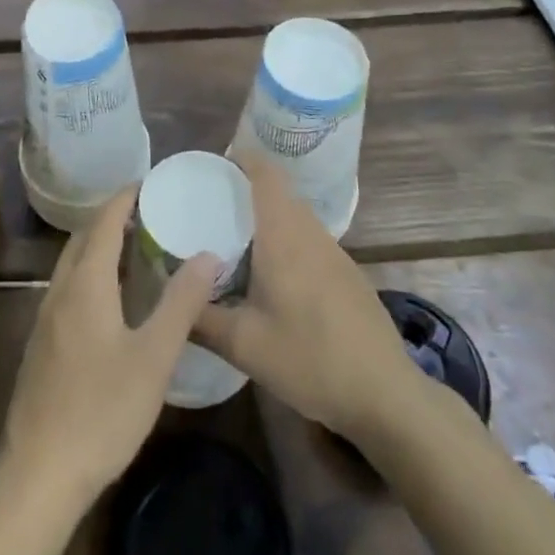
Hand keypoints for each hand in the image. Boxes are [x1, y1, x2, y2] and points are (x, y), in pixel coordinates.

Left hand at [0, 186, 220, 506]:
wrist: (39, 471)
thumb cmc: (101, 410)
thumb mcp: (153, 358)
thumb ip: (181, 304)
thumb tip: (208, 255)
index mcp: (85, 283)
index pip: (104, 222)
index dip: (125, 197)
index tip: (151, 183)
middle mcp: (60, 289)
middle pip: (84, 237)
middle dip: (113, 217)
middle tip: (151, 212)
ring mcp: (46, 316)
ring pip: (73, 262)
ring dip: (100, 245)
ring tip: (136, 248)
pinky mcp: (43, 342)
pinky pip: (69, 286)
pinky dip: (91, 272)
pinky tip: (112, 298)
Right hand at [194, 154, 415, 445]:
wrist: (385, 395)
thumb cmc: (310, 360)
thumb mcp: (244, 345)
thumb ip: (200, 318)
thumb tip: (169, 299)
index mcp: (284, 235)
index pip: (266, 174)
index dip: (243, 158)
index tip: (215, 164)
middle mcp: (311, 234)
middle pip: (279, 193)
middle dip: (247, 191)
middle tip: (212, 207)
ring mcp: (335, 254)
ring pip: (296, 218)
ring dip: (268, 219)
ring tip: (236, 242)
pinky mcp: (348, 276)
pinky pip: (310, 242)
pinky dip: (286, 243)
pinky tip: (273, 280)